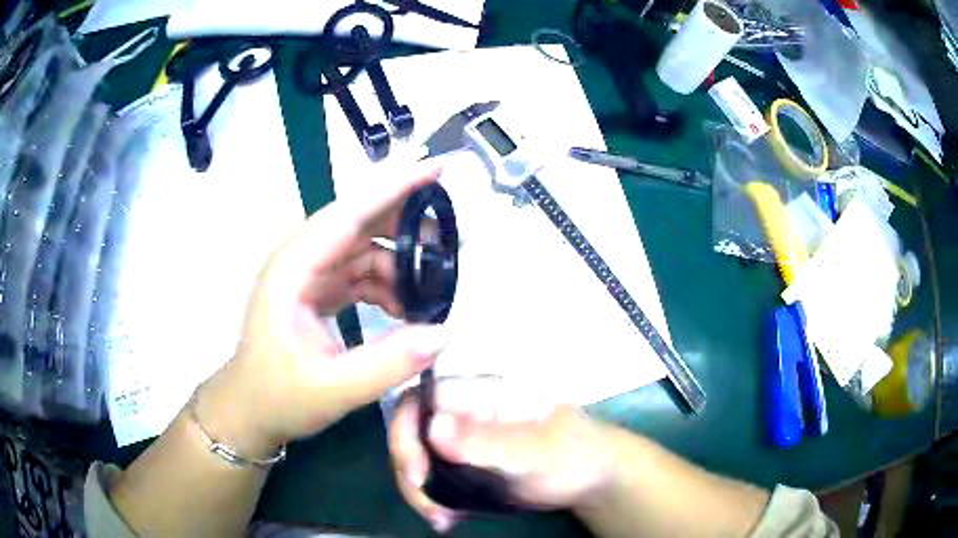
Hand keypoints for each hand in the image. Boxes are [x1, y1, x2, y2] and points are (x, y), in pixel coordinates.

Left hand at [197, 164, 450, 457]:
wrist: (249, 411)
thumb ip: (389, 363)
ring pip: (365, 247)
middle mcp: (301, 259)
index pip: (349, 213)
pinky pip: (361, 272)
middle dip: (407, 222)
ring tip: (438, 283)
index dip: (394, 186)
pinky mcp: (319, 290)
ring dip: (402, 260)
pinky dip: (389, 283)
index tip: (437, 166)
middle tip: (456, 235)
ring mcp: (310, 274)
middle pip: (360, 222)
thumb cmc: (278, 397)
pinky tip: (409, 307)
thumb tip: (445, 332)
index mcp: (293, 268)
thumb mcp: (334, 388)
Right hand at [388, 378, 616, 531]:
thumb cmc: (573, 453)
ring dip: (420, 491)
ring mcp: (462, 441)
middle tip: (430, 507)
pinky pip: (433, 479)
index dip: (407, 432)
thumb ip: (486, 441)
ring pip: (418, 459)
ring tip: (441, 520)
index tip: (417, 472)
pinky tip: (446, 520)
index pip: (421, 399)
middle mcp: (463, 413)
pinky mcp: (464, 466)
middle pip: (412, 432)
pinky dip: (432, 500)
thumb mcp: (535, 451)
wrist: (591, 478)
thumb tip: (432, 427)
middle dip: (410, 471)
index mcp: (479, 394)